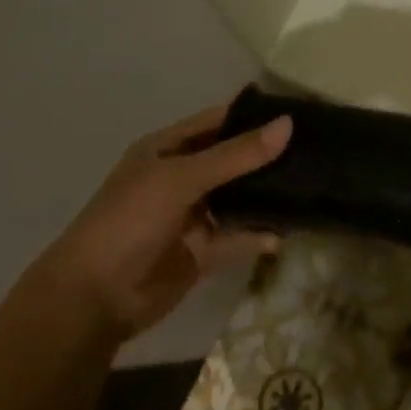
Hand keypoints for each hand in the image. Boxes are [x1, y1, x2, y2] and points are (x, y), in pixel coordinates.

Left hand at [33, 101, 291, 341]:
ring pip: (236, 200)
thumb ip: (236, 155)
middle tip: (315, 151)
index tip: (298, 113)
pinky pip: (235, 239)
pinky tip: (283, 233)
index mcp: (165, 151)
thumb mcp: (181, 178)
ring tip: (310, 186)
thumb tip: (288, 124)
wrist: (96, 296)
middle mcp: (179, 179)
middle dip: (266, 158)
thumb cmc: (130, 221)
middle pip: (230, 162)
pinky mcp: (200, 252)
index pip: (215, 123)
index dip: (251, 116)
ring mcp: (190, 218)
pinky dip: (257, 237)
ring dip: (265, 197)